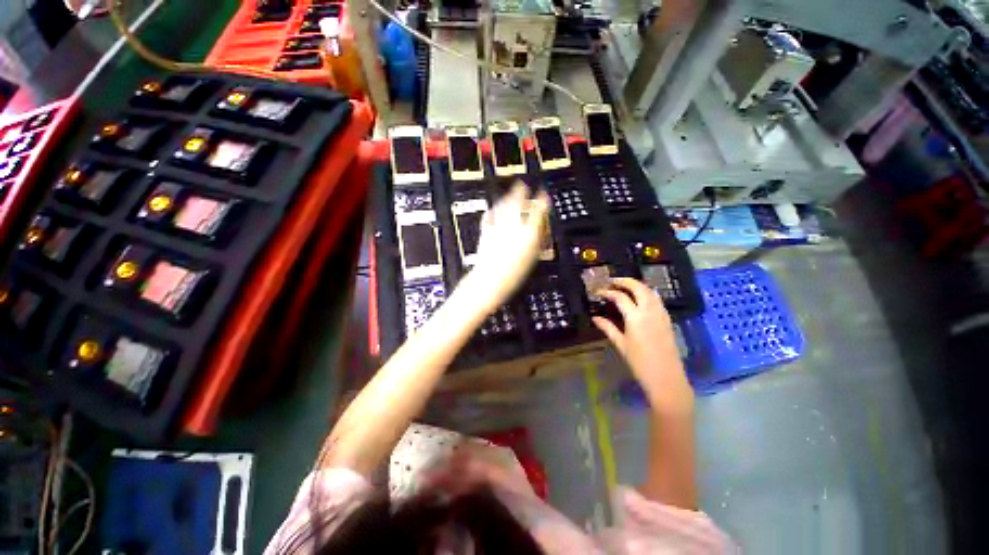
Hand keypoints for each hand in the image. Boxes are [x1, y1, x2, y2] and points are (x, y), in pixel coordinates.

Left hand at [466, 182, 548, 311]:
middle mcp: (513, 227)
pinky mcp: (486, 232)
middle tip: (522, 184)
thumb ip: (536, 239)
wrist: (490, 281)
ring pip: (503, 206)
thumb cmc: (514, 274)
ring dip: (507, 197)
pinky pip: (490, 215)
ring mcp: (498, 227)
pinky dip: (493, 210)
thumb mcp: (532, 257)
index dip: (542, 200)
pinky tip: (494, 208)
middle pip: (517, 202)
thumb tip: (539, 228)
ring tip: (510, 192)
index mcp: (528, 234)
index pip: (538, 210)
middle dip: (521, 191)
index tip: (543, 194)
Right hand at [593, 278, 693, 414]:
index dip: (608, 292)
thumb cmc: (640, 363)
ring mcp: (661, 314)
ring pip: (650, 291)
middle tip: (612, 281)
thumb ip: (608, 328)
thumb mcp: (621, 344)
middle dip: (625, 281)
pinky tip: (641, 297)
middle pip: (638, 287)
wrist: (666, 378)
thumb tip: (595, 318)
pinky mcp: (667, 320)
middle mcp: (649, 311)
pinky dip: (648, 293)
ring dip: (637, 285)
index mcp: (635, 317)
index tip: (599, 292)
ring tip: (625, 286)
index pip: (620, 297)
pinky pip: (657, 300)